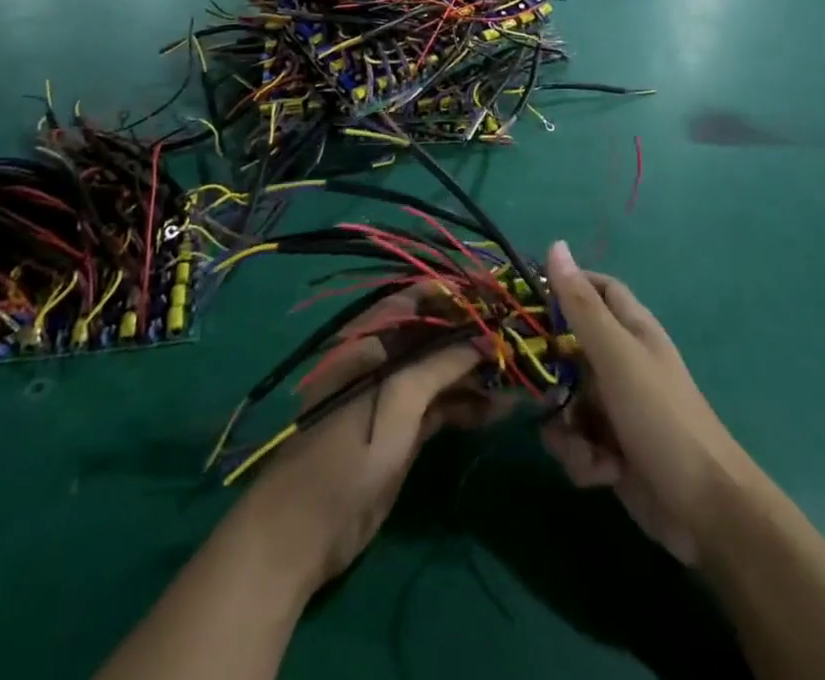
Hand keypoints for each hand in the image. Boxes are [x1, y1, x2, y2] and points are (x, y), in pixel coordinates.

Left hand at [238, 294, 495, 588]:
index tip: (494, 292)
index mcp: (369, 338)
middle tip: (517, 336)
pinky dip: (467, 405)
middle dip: (472, 334)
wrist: (306, 531)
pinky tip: (499, 410)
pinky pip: (441, 406)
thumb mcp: (397, 400)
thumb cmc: (347, 451)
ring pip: (441, 371)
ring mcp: (393, 395)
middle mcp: (383, 358)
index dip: (454, 293)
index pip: (416, 299)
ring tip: (518, 375)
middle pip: (434, 335)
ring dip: (476, 372)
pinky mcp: (403, 429)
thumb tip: (484, 338)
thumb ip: (440, 364)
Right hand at [540, 240, 752, 566]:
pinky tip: (600, 472)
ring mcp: (615, 407)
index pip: (594, 288)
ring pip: (564, 399)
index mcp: (631, 329)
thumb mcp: (616, 355)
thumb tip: (556, 245)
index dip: (564, 286)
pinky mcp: (609, 450)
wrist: (707, 513)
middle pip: (567, 348)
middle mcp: (620, 362)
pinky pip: (574, 440)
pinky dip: (580, 457)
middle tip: (532, 382)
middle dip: (549, 371)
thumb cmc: (662, 418)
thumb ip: (581, 305)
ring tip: (583, 445)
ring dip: (565, 427)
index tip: (527, 298)